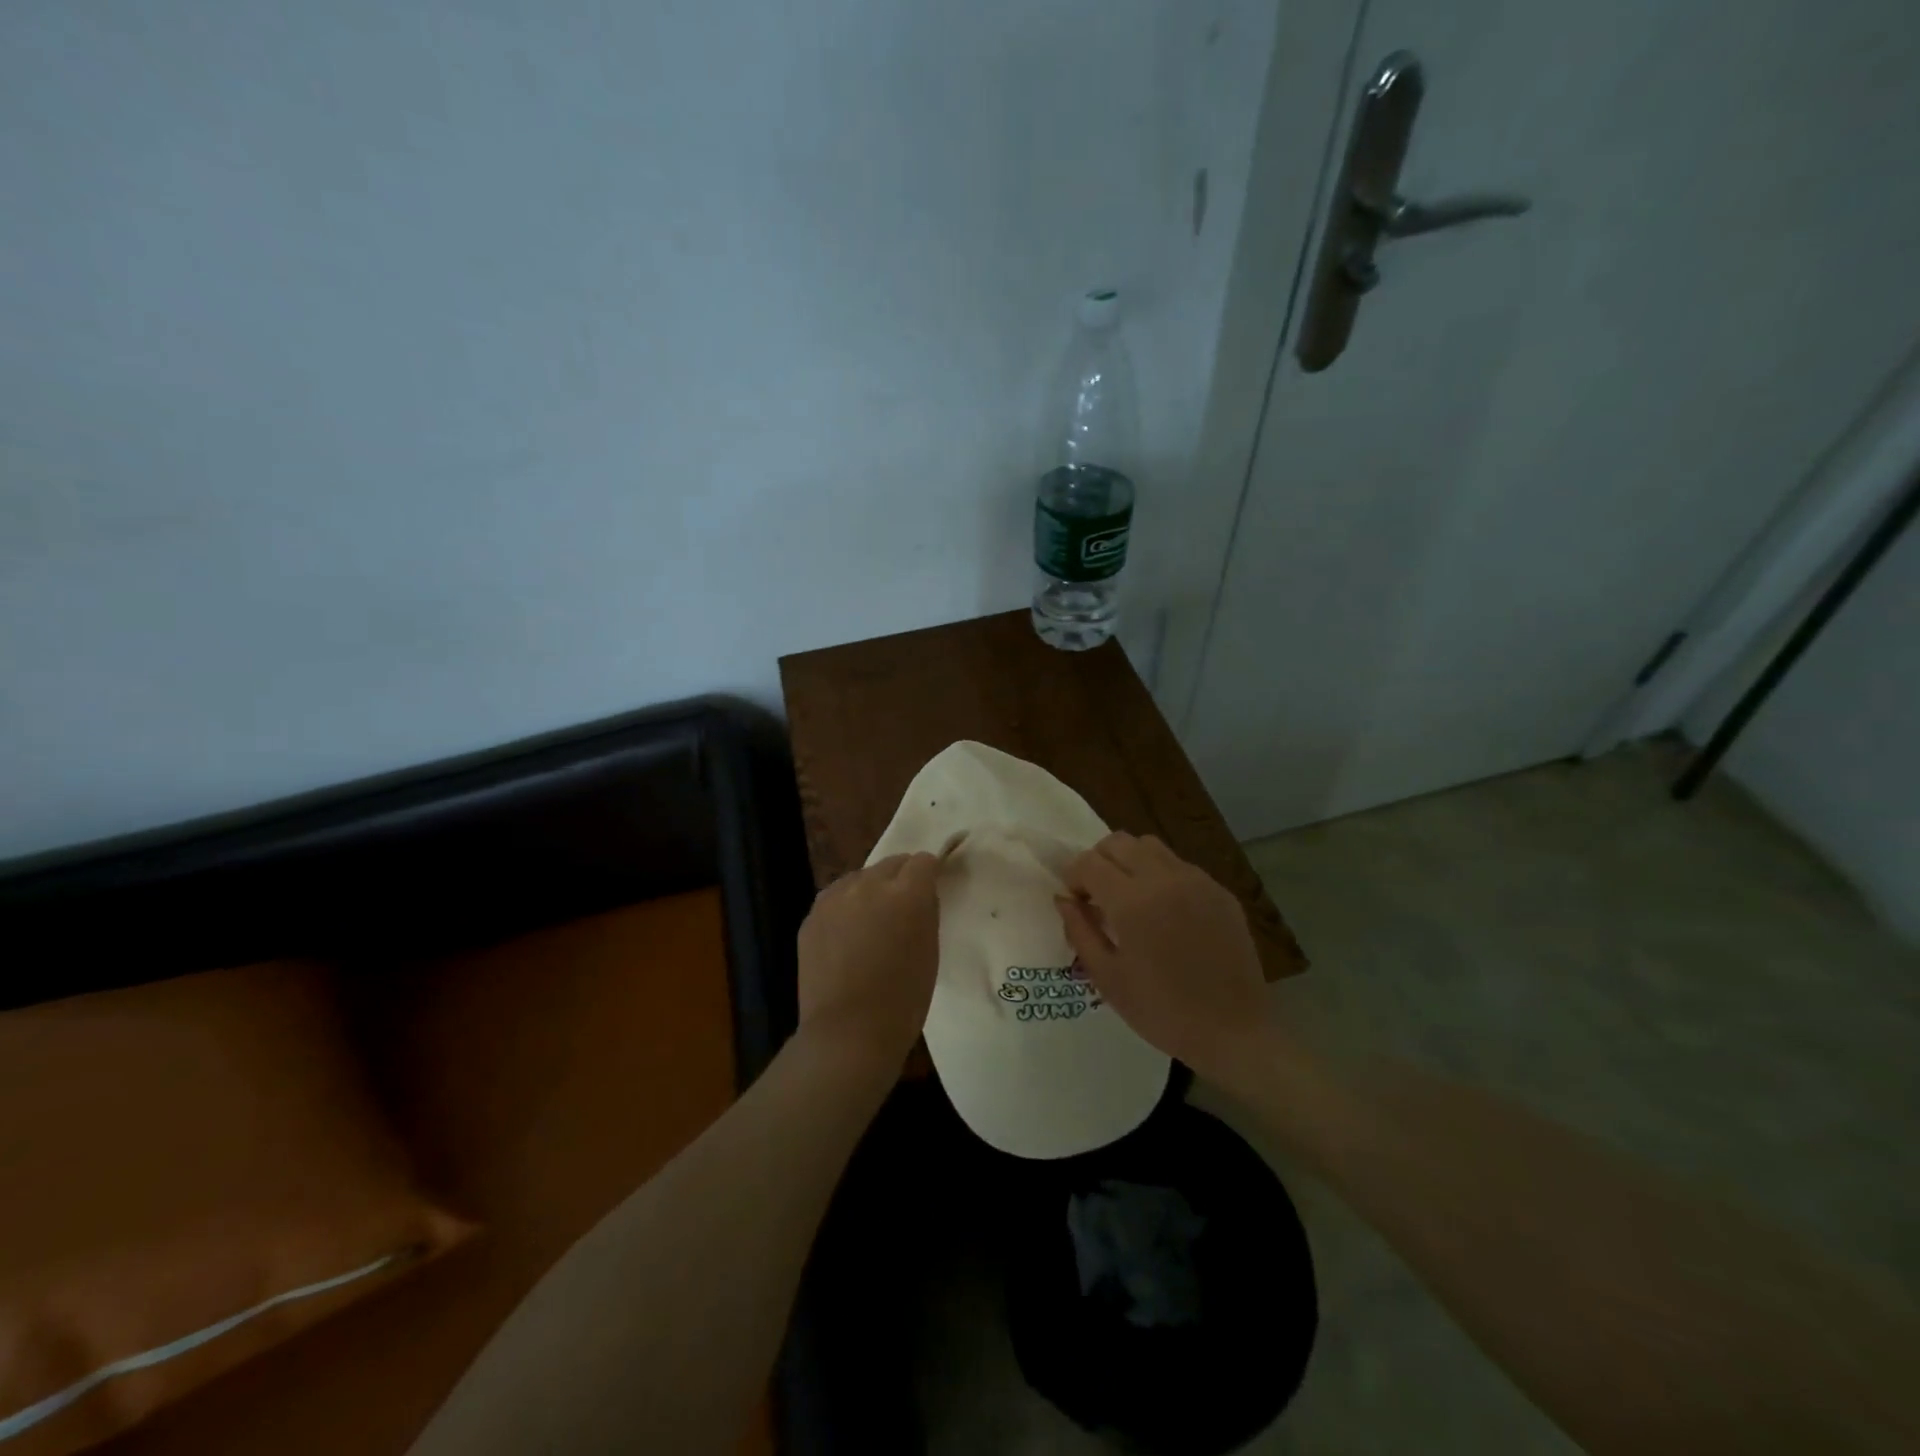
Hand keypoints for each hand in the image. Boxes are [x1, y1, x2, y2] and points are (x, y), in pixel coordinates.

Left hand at [797, 852, 940, 1073]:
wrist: (848, 1033)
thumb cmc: (902, 999)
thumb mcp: (930, 951)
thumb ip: (925, 912)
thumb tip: (920, 895)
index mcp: (907, 893)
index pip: (923, 861)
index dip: (929, 874)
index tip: (930, 891)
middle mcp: (870, 884)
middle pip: (891, 864)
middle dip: (901, 879)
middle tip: (903, 910)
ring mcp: (835, 897)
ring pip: (860, 877)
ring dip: (871, 891)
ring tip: (871, 924)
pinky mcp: (812, 915)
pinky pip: (836, 898)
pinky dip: (846, 908)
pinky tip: (847, 938)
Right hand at [1056, 832, 1275, 1075]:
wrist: (1234, 1032)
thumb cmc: (1162, 1012)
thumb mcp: (1108, 977)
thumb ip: (1080, 931)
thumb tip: (1064, 899)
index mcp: (1132, 901)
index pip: (1089, 862)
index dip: (1074, 877)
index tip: (1077, 903)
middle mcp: (1164, 878)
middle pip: (1118, 842)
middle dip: (1099, 862)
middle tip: (1099, 896)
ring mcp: (1197, 881)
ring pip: (1150, 846)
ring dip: (1130, 861)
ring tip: (1131, 898)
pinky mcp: (1220, 891)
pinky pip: (1180, 865)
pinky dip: (1161, 875)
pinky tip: (1165, 912)